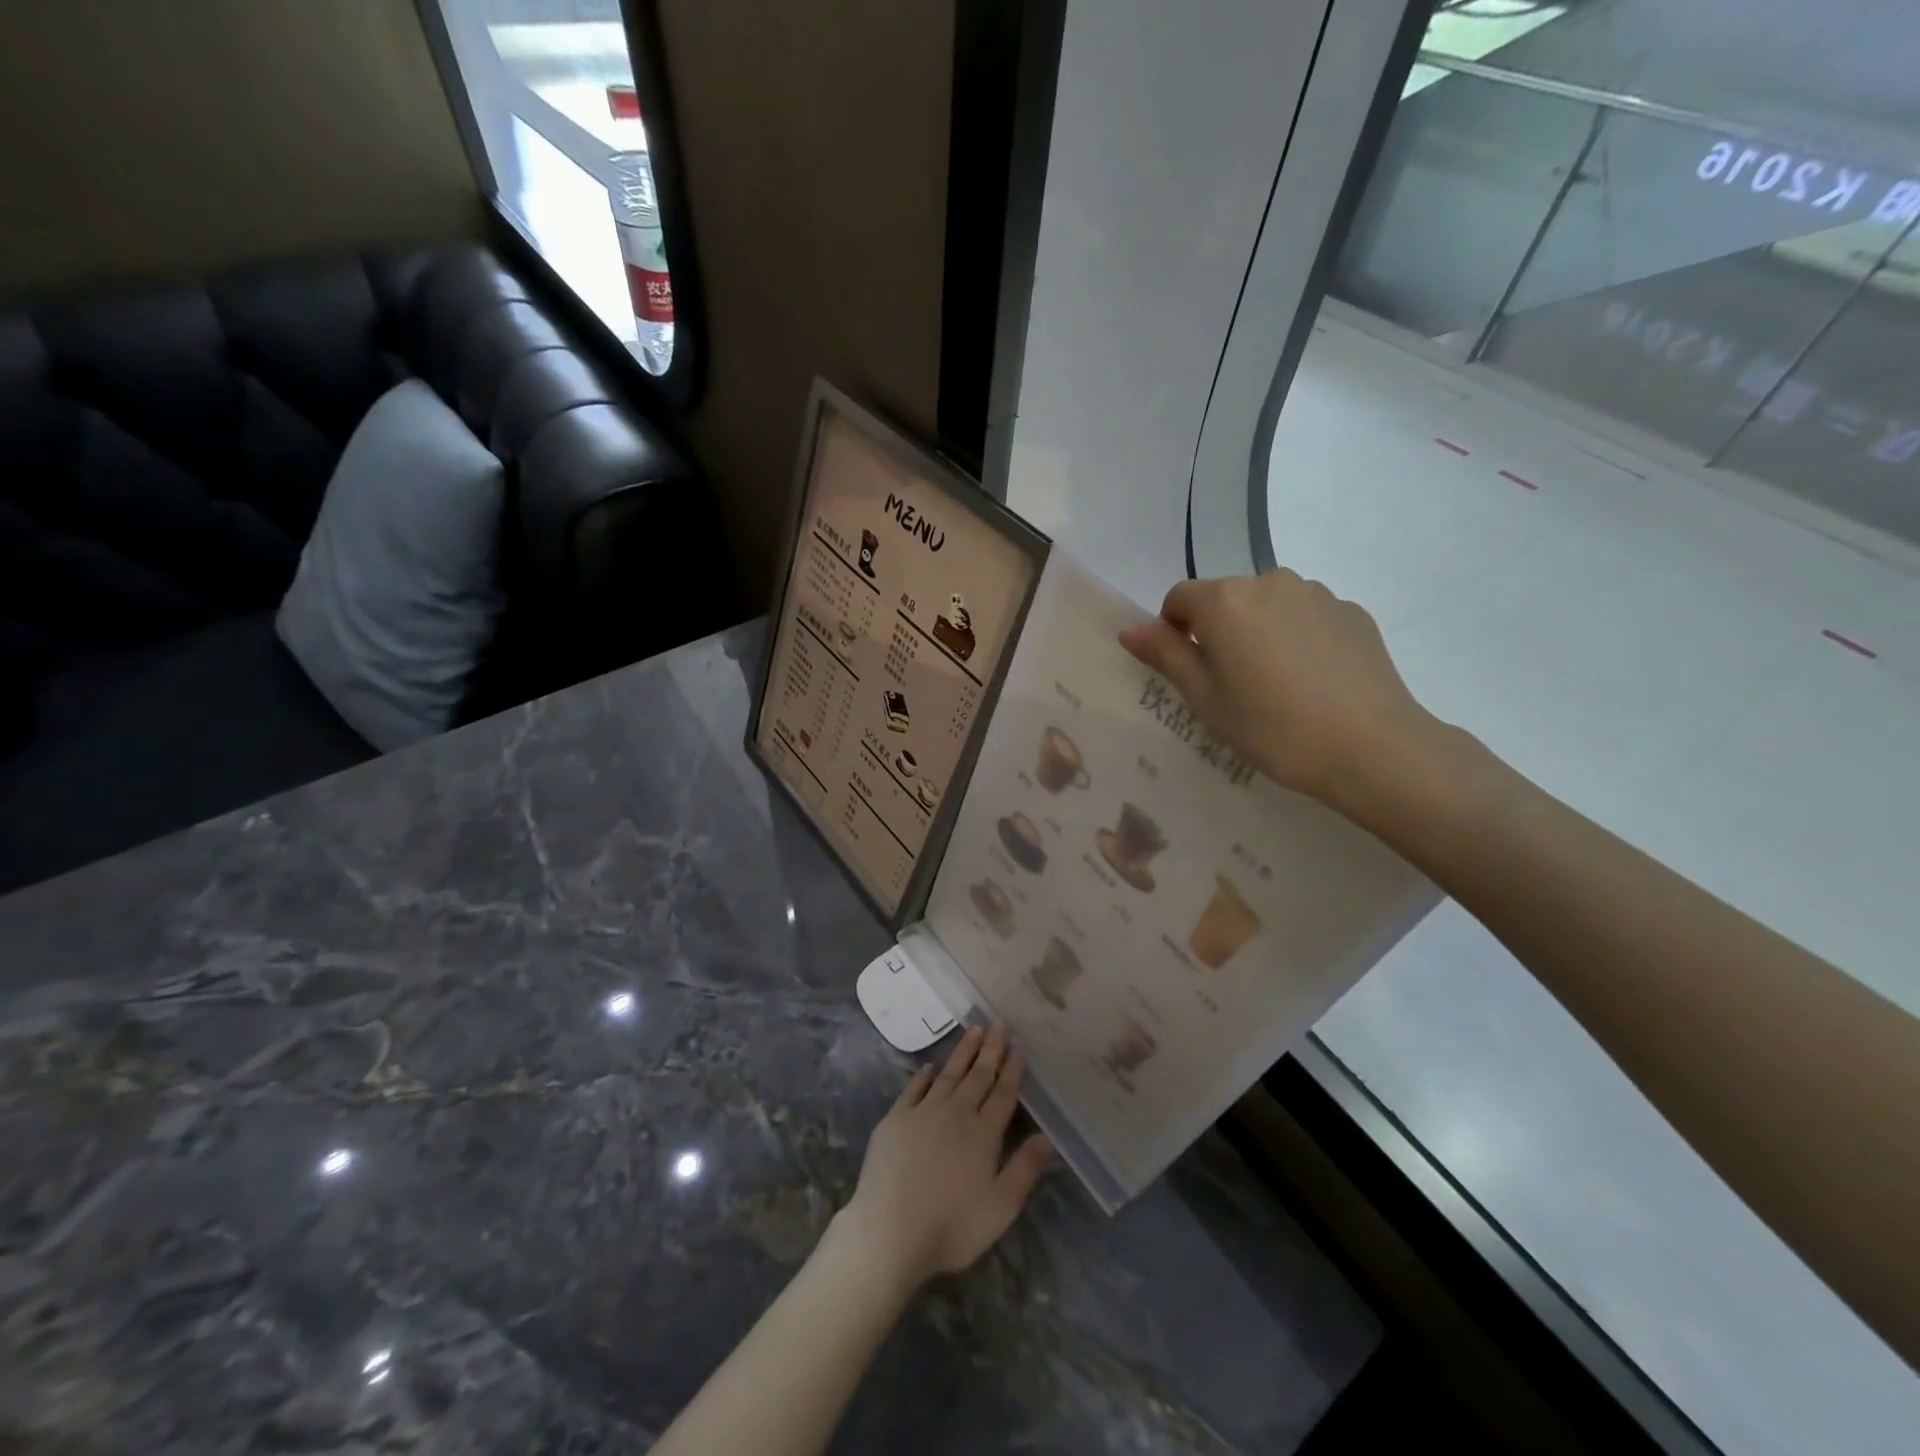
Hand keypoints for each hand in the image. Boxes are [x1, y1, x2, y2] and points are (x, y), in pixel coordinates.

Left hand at [838, 1026, 1052, 1289]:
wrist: (890, 1230)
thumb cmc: (951, 1226)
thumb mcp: (1001, 1207)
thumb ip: (1025, 1169)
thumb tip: (1048, 1137)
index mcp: (983, 1133)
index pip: (1003, 1094)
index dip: (1012, 1071)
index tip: (1018, 1048)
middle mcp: (955, 1113)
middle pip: (977, 1076)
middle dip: (990, 1050)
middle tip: (998, 1024)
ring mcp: (923, 1113)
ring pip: (948, 1075)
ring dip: (962, 1052)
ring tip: (973, 1030)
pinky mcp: (895, 1119)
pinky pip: (914, 1089)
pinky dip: (924, 1076)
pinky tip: (930, 1067)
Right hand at [1118, 571, 1444, 815]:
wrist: (1372, 748)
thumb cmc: (1273, 728)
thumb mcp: (1206, 699)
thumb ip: (1166, 656)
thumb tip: (1129, 629)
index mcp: (1225, 602)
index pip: (1179, 599)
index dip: (1173, 632)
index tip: (1189, 672)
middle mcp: (1268, 582)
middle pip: (1225, 599)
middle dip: (1219, 632)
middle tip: (1232, 686)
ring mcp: (1316, 593)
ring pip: (1267, 606)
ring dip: (1259, 632)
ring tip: (1277, 685)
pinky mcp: (1352, 612)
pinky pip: (1306, 617)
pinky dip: (1298, 638)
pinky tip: (1313, 682)